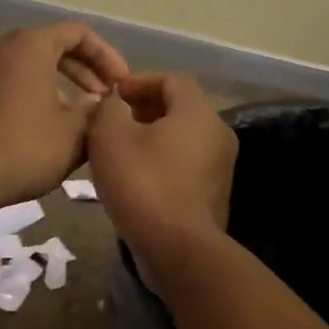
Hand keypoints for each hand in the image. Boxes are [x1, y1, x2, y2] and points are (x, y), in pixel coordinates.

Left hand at [0, 23, 130, 213]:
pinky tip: (36, 130)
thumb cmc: (24, 149)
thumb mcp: (74, 134)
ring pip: (24, 68)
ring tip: (73, 117)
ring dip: (54, 86)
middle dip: (82, 72)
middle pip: (49, 47)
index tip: (121, 85)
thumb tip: (99, 105)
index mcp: (29, 46)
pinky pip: (2, 86)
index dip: (107, 57)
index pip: (78, 33)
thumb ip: (95, 113)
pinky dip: (26, 97)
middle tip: (102, 99)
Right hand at [87, 74, 236, 260]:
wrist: (178, 249)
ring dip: (151, 139)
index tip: (111, 97)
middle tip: (111, 124)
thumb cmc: (143, 183)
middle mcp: (218, 134)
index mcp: (198, 112)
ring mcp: (220, 167)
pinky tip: (135, 180)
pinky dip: (161, 164)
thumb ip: (108, 108)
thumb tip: (114, 101)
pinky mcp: (213, 195)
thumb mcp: (110, 137)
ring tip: (118, 152)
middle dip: (143, 111)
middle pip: (179, 109)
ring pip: (182, 140)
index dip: (138, 82)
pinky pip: (185, 166)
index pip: (171, 80)